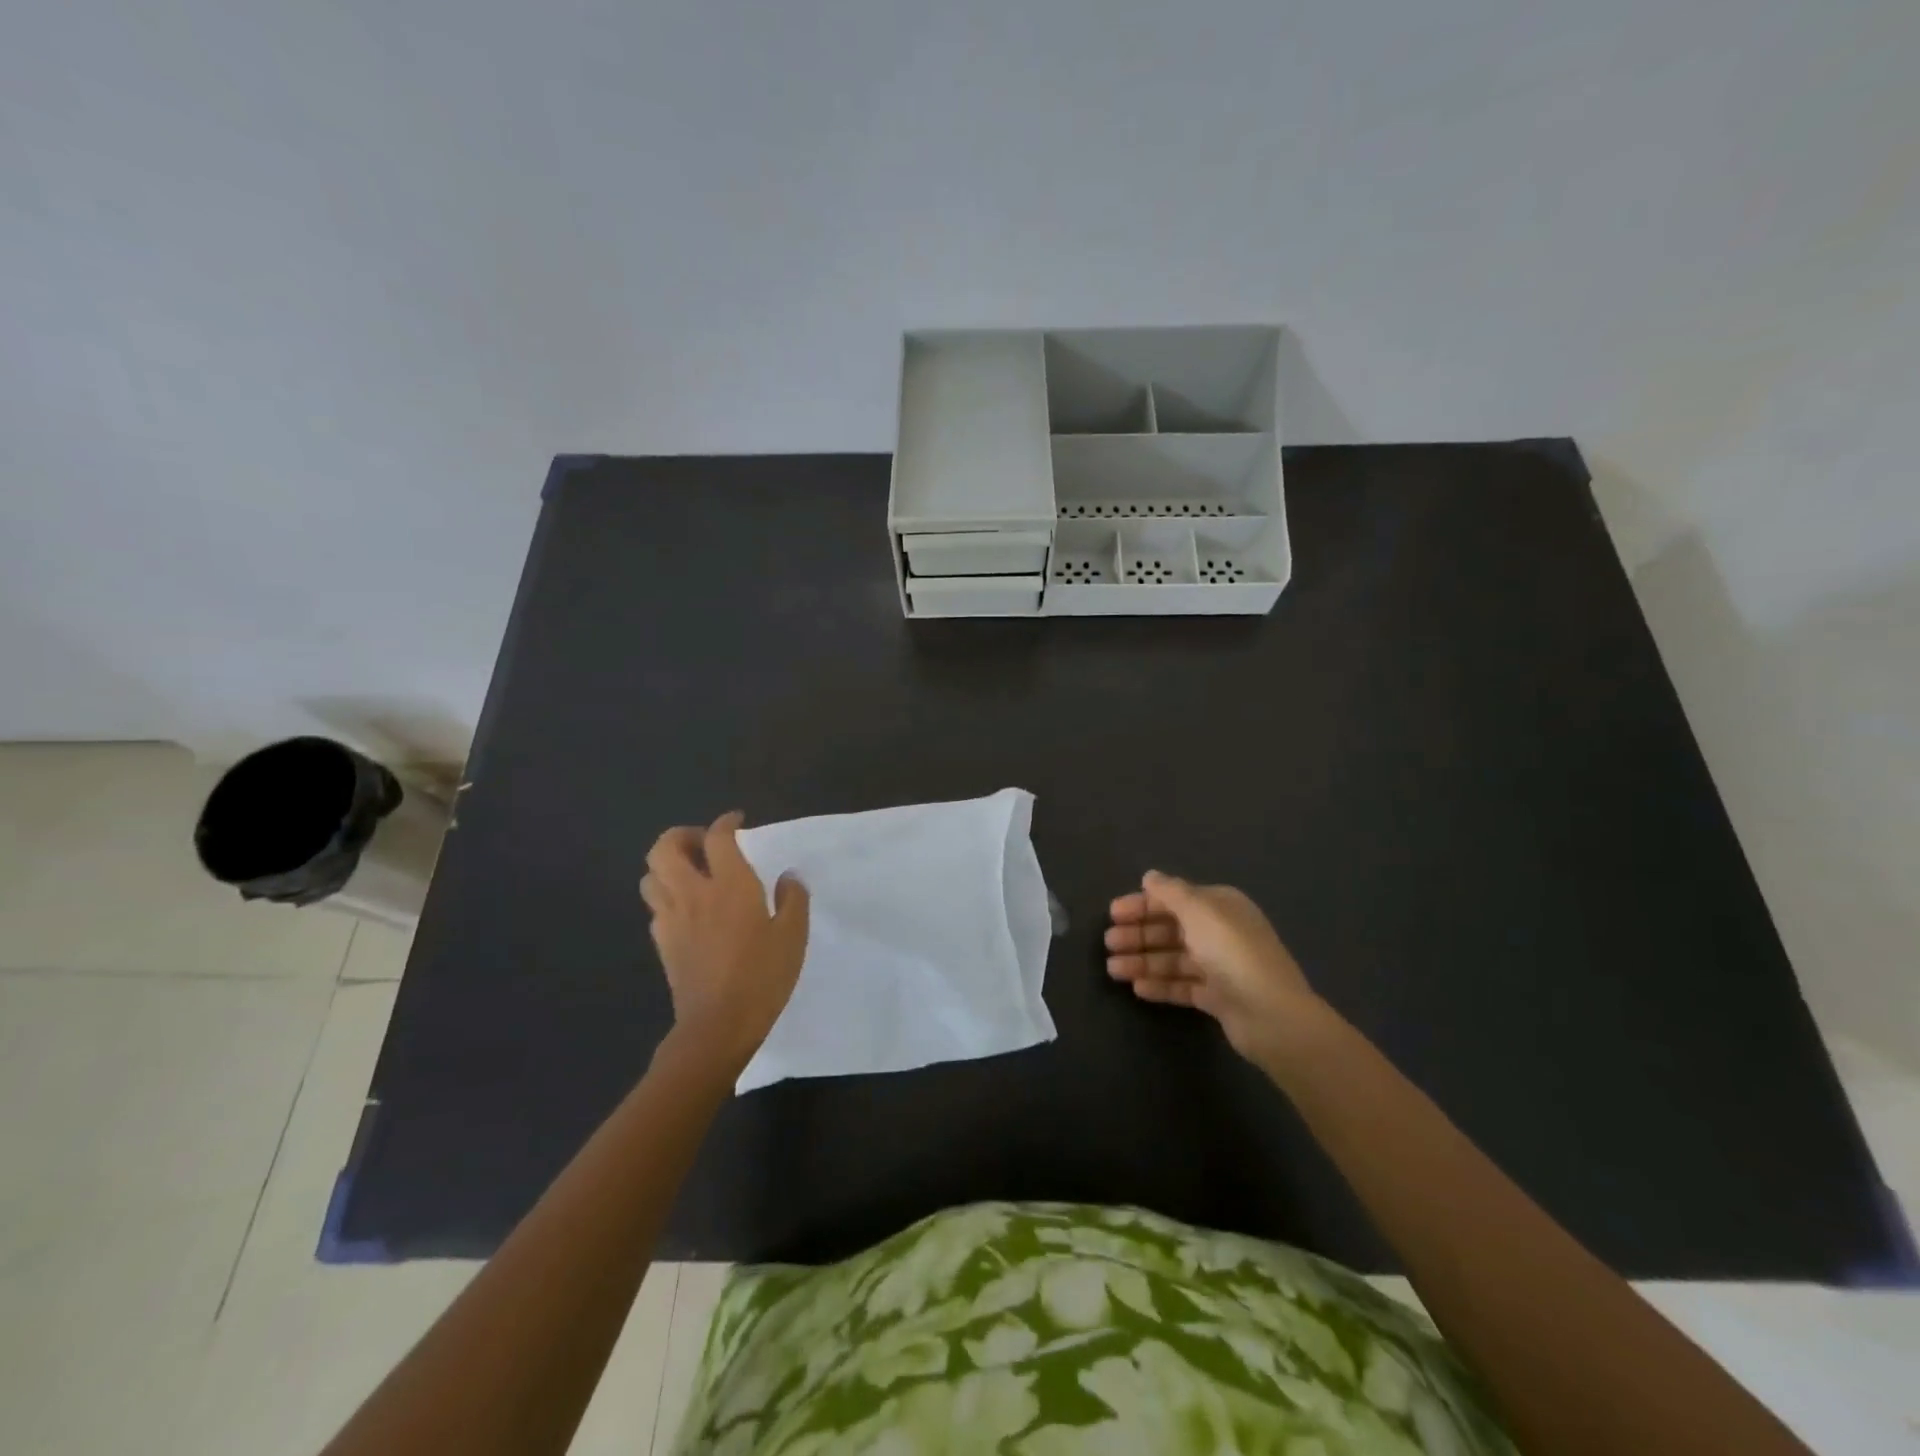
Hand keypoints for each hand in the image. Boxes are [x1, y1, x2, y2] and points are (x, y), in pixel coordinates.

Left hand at [640, 812, 809, 1076]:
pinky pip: (655, 906)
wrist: (718, 1025)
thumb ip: (793, 899)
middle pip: (665, 848)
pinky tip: (688, 910)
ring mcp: (671, 918)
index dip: (726, 822)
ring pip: (650, 876)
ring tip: (692, 874)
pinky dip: (667, 896)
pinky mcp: (662, 943)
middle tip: (704, 844)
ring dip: (667, 866)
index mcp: (730, 885)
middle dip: (681, 836)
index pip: (718, 837)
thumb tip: (788, 877)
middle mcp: (694, 893)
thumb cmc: (762, 976)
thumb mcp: (793, 935)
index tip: (737, 822)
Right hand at [1106, 871, 1327, 1070]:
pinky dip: (1160, 985)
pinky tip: (1137, 988)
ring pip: (1173, 959)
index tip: (1113, 913)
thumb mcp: (1199, 911)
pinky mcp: (1218, 997)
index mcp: (1220, 906)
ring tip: (1113, 969)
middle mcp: (1220, 932)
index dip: (1143, 904)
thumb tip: (1150, 876)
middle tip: (1109, 942)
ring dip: (1143, 961)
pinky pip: (1183, 986)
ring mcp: (1220, 966)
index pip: (1175, 899)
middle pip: (1171, 929)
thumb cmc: (1232, 953)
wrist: (1272, 1015)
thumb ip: (1171, 892)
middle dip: (1139, 934)